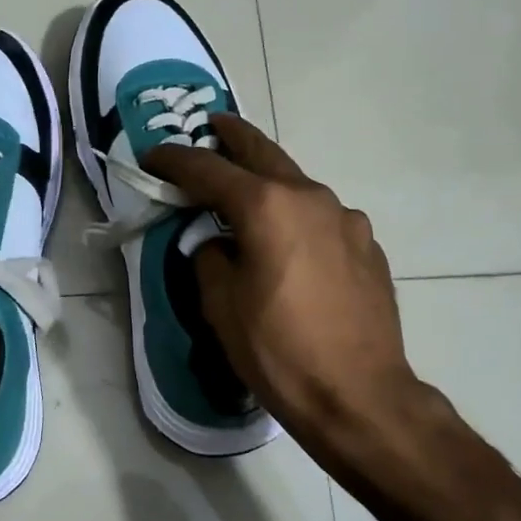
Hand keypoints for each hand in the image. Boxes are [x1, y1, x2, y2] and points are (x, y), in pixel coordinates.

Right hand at [144, 116, 434, 472]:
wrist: (360, 395)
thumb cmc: (279, 351)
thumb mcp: (221, 306)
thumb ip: (210, 258)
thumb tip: (217, 244)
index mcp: (268, 206)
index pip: (209, 169)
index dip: (175, 160)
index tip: (152, 155)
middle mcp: (311, 198)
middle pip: (262, 153)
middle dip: (232, 137)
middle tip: (211, 125)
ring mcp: (347, 219)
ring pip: (297, 184)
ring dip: (268, 179)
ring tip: (246, 187)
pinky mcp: (368, 246)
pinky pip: (321, 217)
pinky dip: (296, 214)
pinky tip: (290, 241)